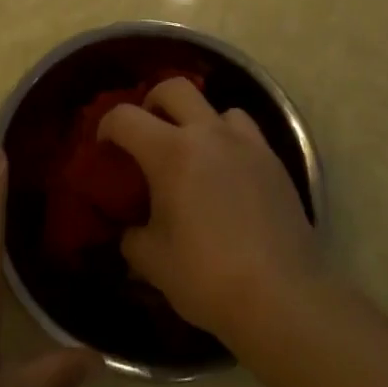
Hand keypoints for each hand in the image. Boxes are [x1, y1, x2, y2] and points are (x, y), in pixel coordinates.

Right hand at [98, 78, 321, 344]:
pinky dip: (230, 142)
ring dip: (199, 121)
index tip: (104, 147)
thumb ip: (132, 237)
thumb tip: (131, 229)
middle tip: (148, 132)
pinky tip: (228, 175)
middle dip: (153, 102)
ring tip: (195, 153)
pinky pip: (246, 133)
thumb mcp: (152, 262)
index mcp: (171, 152)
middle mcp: (208, 134)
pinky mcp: (274, 162)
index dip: (107, 126)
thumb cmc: (207, 277)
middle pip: (174, 88)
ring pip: (217, 108)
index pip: (125, 117)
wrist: (282, 298)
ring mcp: (246, 144)